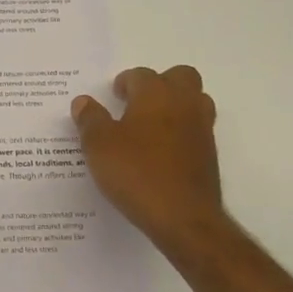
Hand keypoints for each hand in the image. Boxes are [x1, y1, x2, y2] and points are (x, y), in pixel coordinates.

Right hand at [72, 65, 224, 259]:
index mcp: (156, 94)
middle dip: (159, 83)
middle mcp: (184, 104)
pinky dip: (180, 132)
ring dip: (174, 105)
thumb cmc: (136, 173)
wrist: (183, 217)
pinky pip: (195, 129)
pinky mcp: (209, 154)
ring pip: (194, 101)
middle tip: (136, 103)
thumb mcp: (99, 146)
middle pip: (180, 77)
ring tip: (149, 126)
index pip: (140, 75)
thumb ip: (90, 119)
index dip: (124, 83)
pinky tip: (159, 152)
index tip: (113, 96)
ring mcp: (202, 129)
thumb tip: (83, 102)